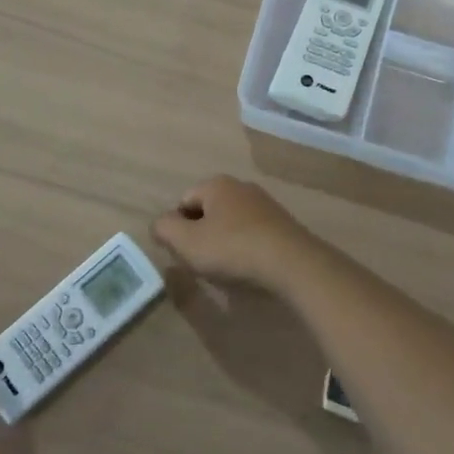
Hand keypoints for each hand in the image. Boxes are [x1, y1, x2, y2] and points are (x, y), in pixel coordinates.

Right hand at [151, 176, 325, 294]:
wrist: (293, 263)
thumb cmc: (233, 249)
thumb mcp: (187, 242)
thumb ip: (165, 229)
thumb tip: (160, 224)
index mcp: (216, 184)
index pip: (183, 201)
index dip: (177, 228)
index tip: (183, 253)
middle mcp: (241, 186)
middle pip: (208, 211)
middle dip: (201, 235)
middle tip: (203, 262)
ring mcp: (265, 204)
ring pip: (231, 223)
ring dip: (224, 243)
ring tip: (227, 269)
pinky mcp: (283, 224)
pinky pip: (253, 234)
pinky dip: (246, 248)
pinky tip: (249, 268)